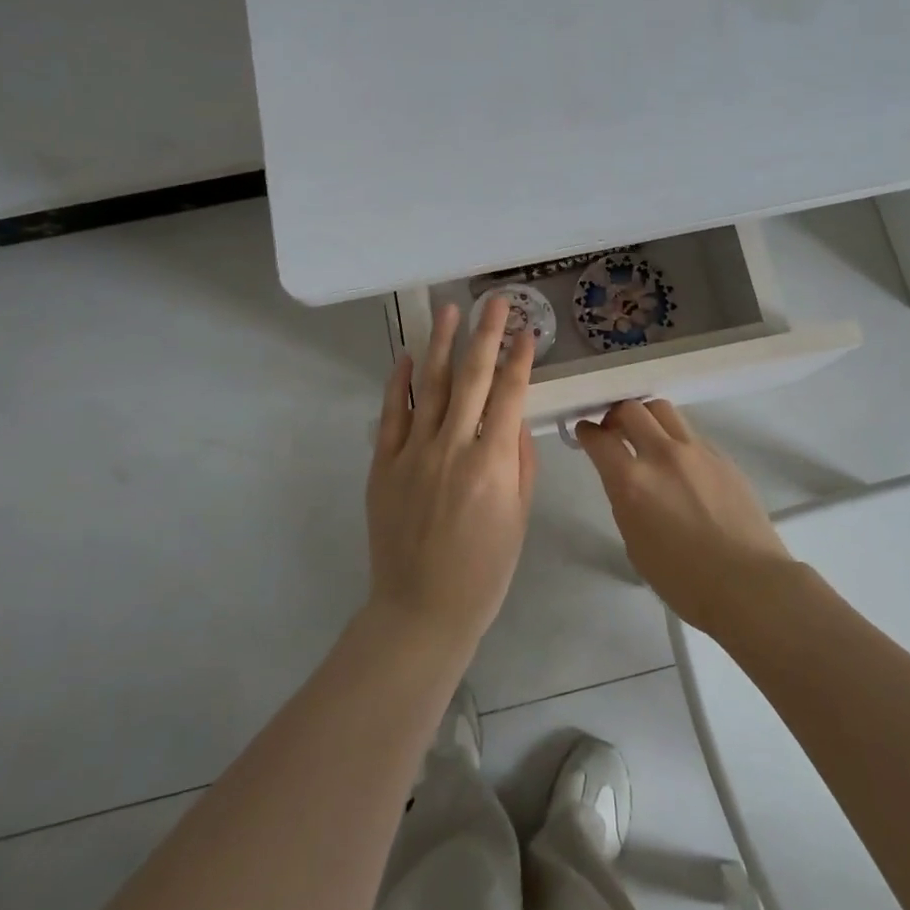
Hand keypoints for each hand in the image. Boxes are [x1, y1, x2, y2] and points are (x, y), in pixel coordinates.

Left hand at [366, 298, 537, 653]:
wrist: (421, 609)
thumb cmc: (484, 570)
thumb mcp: (518, 518)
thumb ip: (519, 463)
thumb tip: (515, 421)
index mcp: (492, 463)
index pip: (510, 395)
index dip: (519, 359)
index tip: (527, 331)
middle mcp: (452, 447)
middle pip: (472, 377)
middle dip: (486, 334)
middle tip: (495, 301)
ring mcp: (412, 453)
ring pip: (431, 386)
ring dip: (443, 344)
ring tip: (451, 310)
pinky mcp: (383, 464)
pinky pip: (391, 415)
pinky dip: (400, 383)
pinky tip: (408, 357)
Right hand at [575, 400, 795, 632]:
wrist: (748, 584)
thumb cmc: (683, 580)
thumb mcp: (635, 544)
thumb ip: (626, 501)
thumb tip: (629, 482)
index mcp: (632, 481)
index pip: (599, 438)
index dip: (586, 432)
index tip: (585, 433)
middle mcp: (662, 455)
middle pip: (631, 409)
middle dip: (615, 416)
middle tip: (613, 431)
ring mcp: (696, 451)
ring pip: (663, 410)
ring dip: (647, 417)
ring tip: (646, 436)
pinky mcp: (722, 456)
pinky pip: (691, 433)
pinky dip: (676, 438)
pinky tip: (681, 464)